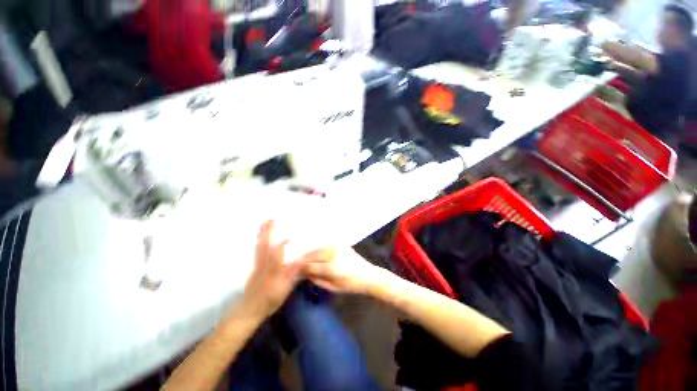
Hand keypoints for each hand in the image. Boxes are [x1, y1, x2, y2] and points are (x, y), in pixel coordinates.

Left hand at [242, 221, 308, 318]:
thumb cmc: (269, 301)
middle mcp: (263, 264)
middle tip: (269, 218)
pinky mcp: (255, 267)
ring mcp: (257, 265)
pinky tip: (260, 237)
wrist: (249, 311)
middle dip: (267, 231)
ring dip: (261, 233)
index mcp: (272, 270)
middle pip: (264, 245)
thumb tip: (302, 260)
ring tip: (263, 222)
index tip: (289, 235)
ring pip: (259, 246)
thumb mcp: (284, 290)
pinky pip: (256, 250)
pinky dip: (258, 241)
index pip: (278, 253)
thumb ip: (292, 274)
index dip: (283, 244)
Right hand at [302, 247, 383, 294]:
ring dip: (310, 253)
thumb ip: (317, 279)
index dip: (300, 268)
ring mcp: (338, 247)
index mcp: (332, 268)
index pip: (310, 266)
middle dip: (303, 259)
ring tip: (303, 258)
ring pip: (318, 248)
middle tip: (296, 263)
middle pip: (313, 255)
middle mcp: (334, 254)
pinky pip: (326, 245)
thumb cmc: (351, 285)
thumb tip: (304, 272)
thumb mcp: (332, 287)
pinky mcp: (341, 244)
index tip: (294, 270)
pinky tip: (314, 252)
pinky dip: (318, 249)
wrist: (368, 275)